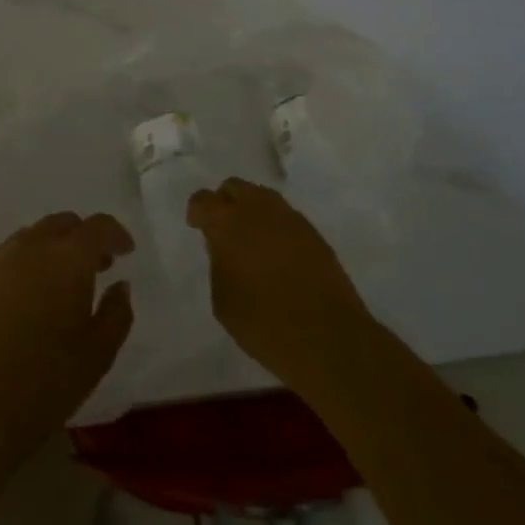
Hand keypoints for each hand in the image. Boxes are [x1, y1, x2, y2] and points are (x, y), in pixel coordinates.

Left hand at [0, 212, 135, 468]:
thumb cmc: (44, 384)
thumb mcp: (98, 356)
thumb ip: (116, 314)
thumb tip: (119, 286)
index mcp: (68, 259)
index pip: (98, 227)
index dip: (115, 234)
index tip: (125, 251)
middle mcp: (30, 247)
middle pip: (61, 224)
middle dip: (82, 238)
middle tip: (94, 267)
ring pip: (30, 238)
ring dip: (50, 250)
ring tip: (56, 285)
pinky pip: (2, 260)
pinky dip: (20, 267)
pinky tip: (20, 302)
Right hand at [186, 177, 370, 395]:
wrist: (327, 337)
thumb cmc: (264, 323)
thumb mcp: (223, 300)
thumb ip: (219, 264)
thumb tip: (224, 249)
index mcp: (228, 222)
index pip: (203, 200)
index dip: (197, 212)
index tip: (197, 228)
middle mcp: (258, 209)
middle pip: (235, 187)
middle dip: (225, 202)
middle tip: (223, 229)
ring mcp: (290, 217)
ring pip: (263, 197)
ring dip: (252, 211)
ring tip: (250, 240)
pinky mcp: (313, 232)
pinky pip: (285, 217)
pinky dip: (275, 226)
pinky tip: (276, 253)